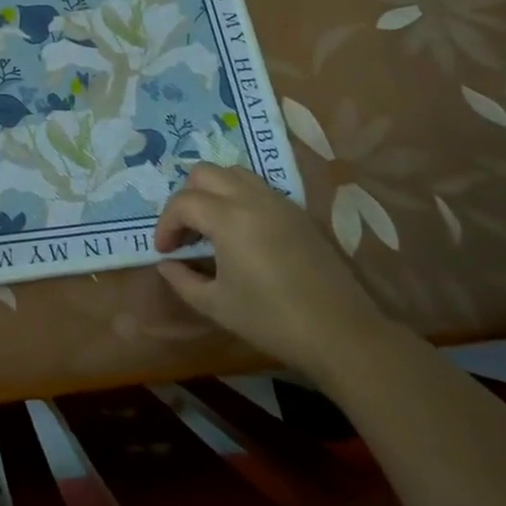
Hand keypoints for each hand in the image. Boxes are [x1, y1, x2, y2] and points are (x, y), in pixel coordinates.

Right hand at [155, 164, 388, 380]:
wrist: (340, 333)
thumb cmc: (271, 320)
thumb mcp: (216, 305)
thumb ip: (182, 280)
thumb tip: (167, 263)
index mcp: (228, 218)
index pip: (183, 202)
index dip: (166, 225)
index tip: (165, 251)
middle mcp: (252, 198)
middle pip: (205, 172)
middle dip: (186, 198)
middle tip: (186, 233)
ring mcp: (279, 202)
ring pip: (234, 172)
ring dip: (213, 191)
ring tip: (211, 226)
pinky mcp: (298, 212)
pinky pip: (258, 188)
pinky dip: (239, 197)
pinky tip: (242, 233)